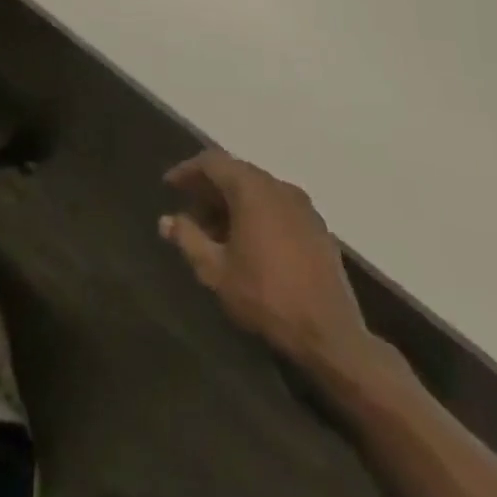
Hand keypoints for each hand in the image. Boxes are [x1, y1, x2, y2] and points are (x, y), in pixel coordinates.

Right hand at [160, 151, 388, 378]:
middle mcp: (279, 187)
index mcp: (252, 189)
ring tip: (215, 233)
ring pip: (259, 190)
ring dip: (233, 203)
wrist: (330, 334)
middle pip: (237, 173)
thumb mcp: (216, 271)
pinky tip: (248, 243)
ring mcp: (303, 206)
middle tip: (190, 212)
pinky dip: (257, 213)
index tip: (169, 185)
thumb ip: (188, 239)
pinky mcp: (318, 227)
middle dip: (210, 189)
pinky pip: (278, 206)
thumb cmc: (265, 297)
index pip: (213, 162)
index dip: (188, 170)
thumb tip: (166, 220)